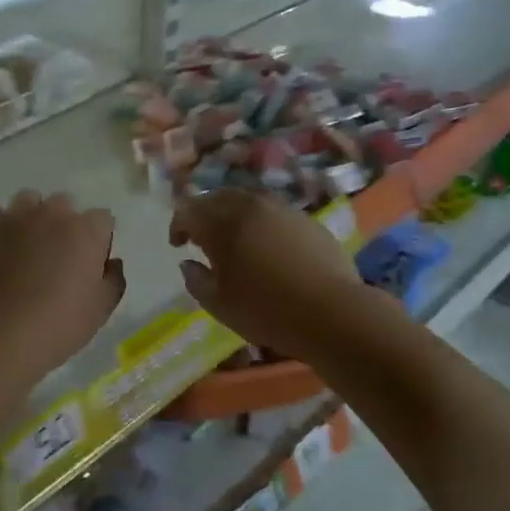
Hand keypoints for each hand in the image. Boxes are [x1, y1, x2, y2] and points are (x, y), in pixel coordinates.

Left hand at [0, 192, 124, 380]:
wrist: (1, 335)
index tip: (91, 261)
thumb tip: (111, 262)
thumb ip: (114, 279)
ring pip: (28, 201)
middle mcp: (53, 213)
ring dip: (32, 217)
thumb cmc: (60, 325)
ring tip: (26, 245)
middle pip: (64, 205)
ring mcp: (16, 217)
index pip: (102, 219)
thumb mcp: (102, 309)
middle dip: (65, 224)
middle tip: (57, 256)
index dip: (98, 239)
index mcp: (87, 230)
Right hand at [170, 190, 360, 360]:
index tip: (177, 244)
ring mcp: (281, 210)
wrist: (332, 313)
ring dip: (232, 213)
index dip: (178, 225)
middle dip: (203, 213)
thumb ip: (196, 280)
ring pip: (247, 200)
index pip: (188, 211)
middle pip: (217, 197)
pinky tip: (266, 245)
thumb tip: (188, 263)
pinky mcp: (306, 220)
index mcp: (222, 226)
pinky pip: (273, 212)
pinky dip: (259, 221)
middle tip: (201, 236)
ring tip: (233, 238)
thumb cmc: (266, 312)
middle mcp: (250, 207)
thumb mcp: (218, 305)